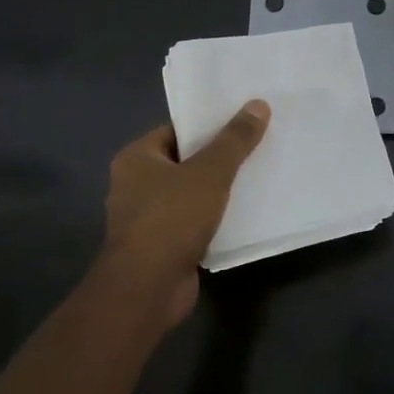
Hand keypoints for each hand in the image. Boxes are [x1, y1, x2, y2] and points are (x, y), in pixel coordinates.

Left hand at [93, 102, 270, 326]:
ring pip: (191, 193)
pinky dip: (215, 218)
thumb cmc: (171, 219)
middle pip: (186, 161)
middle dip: (219, 157)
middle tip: (258, 145)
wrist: (147, 290)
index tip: (244, 121)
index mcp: (137, 158)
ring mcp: (147, 218)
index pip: (177, 130)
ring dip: (219, 190)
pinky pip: (194, 221)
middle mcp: (135, 184)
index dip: (210, 125)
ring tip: (258, 176)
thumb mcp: (209, 172)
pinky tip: (245, 213)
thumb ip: (234, 140)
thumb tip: (258, 104)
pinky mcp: (162, 246)